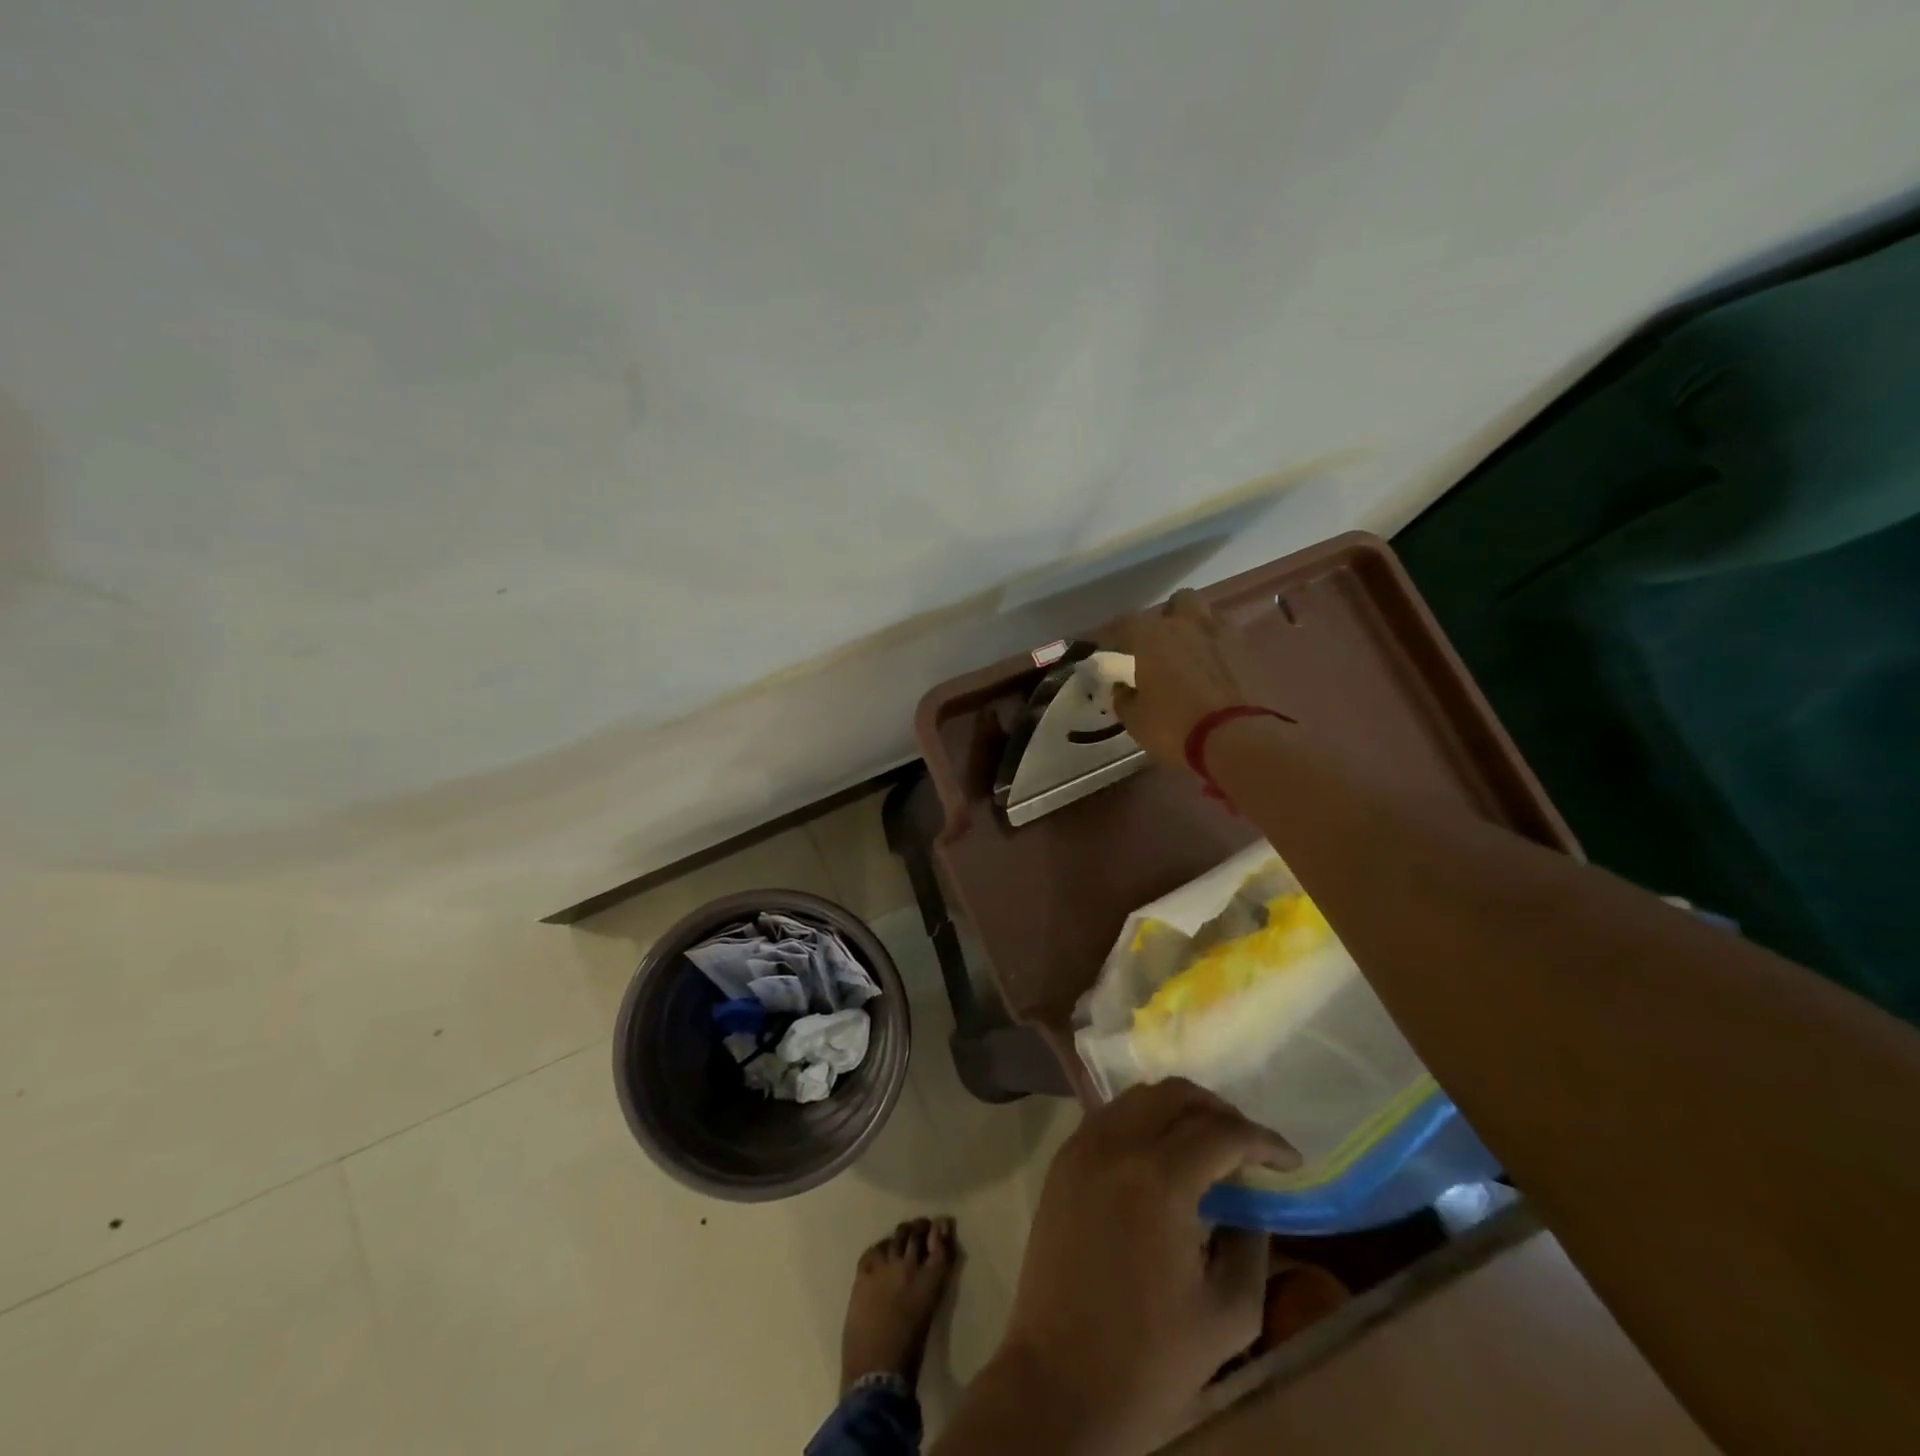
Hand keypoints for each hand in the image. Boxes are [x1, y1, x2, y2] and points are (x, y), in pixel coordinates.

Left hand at [994, 1079, 1298, 1454]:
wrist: (1059, 1381)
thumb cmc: (1150, 1360)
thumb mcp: (1229, 1314)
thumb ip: (1251, 1244)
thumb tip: (1251, 1201)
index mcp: (1159, 1179)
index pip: (1221, 1132)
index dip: (1264, 1140)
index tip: (1290, 1160)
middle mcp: (1115, 1145)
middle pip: (1175, 1094)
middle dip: (1220, 1111)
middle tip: (1248, 1147)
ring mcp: (1081, 1147)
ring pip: (1138, 1097)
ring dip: (1179, 1109)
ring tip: (1208, 1146)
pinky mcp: (1062, 1162)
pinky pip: (1109, 1117)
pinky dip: (1142, 1120)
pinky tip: (1162, 1155)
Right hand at [1113, 590, 1284, 769]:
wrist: (1242, 741)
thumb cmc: (1177, 728)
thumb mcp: (1136, 721)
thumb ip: (1125, 698)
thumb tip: (1122, 688)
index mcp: (1153, 637)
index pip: (1124, 624)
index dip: (1114, 636)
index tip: (1109, 649)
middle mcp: (1189, 625)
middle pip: (1179, 602)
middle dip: (1169, 617)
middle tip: (1162, 644)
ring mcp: (1226, 635)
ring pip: (1210, 617)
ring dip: (1199, 630)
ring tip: (1194, 657)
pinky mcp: (1253, 653)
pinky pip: (1232, 642)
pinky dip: (1223, 652)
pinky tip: (1219, 674)